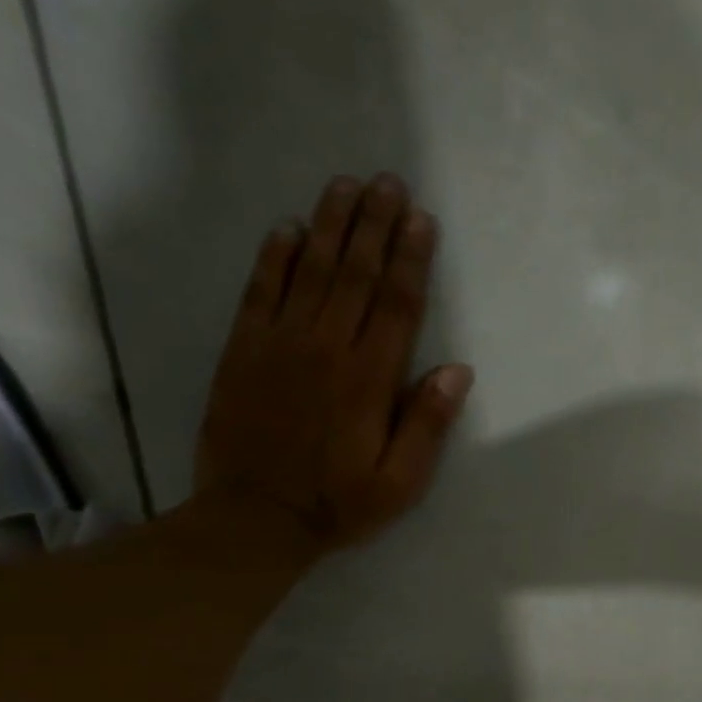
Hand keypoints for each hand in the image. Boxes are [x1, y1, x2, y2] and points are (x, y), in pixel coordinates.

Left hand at [193, 173, 472, 555]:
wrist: (255, 519)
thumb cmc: (338, 503)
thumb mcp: (400, 482)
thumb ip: (427, 425)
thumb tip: (457, 371)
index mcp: (370, 379)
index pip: (397, 305)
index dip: (412, 259)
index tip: (421, 218)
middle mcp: (326, 348)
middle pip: (357, 274)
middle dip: (375, 225)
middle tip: (387, 182)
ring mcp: (280, 344)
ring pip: (311, 271)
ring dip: (331, 225)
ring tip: (346, 185)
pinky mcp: (244, 350)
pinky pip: (260, 291)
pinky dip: (275, 256)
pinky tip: (288, 228)